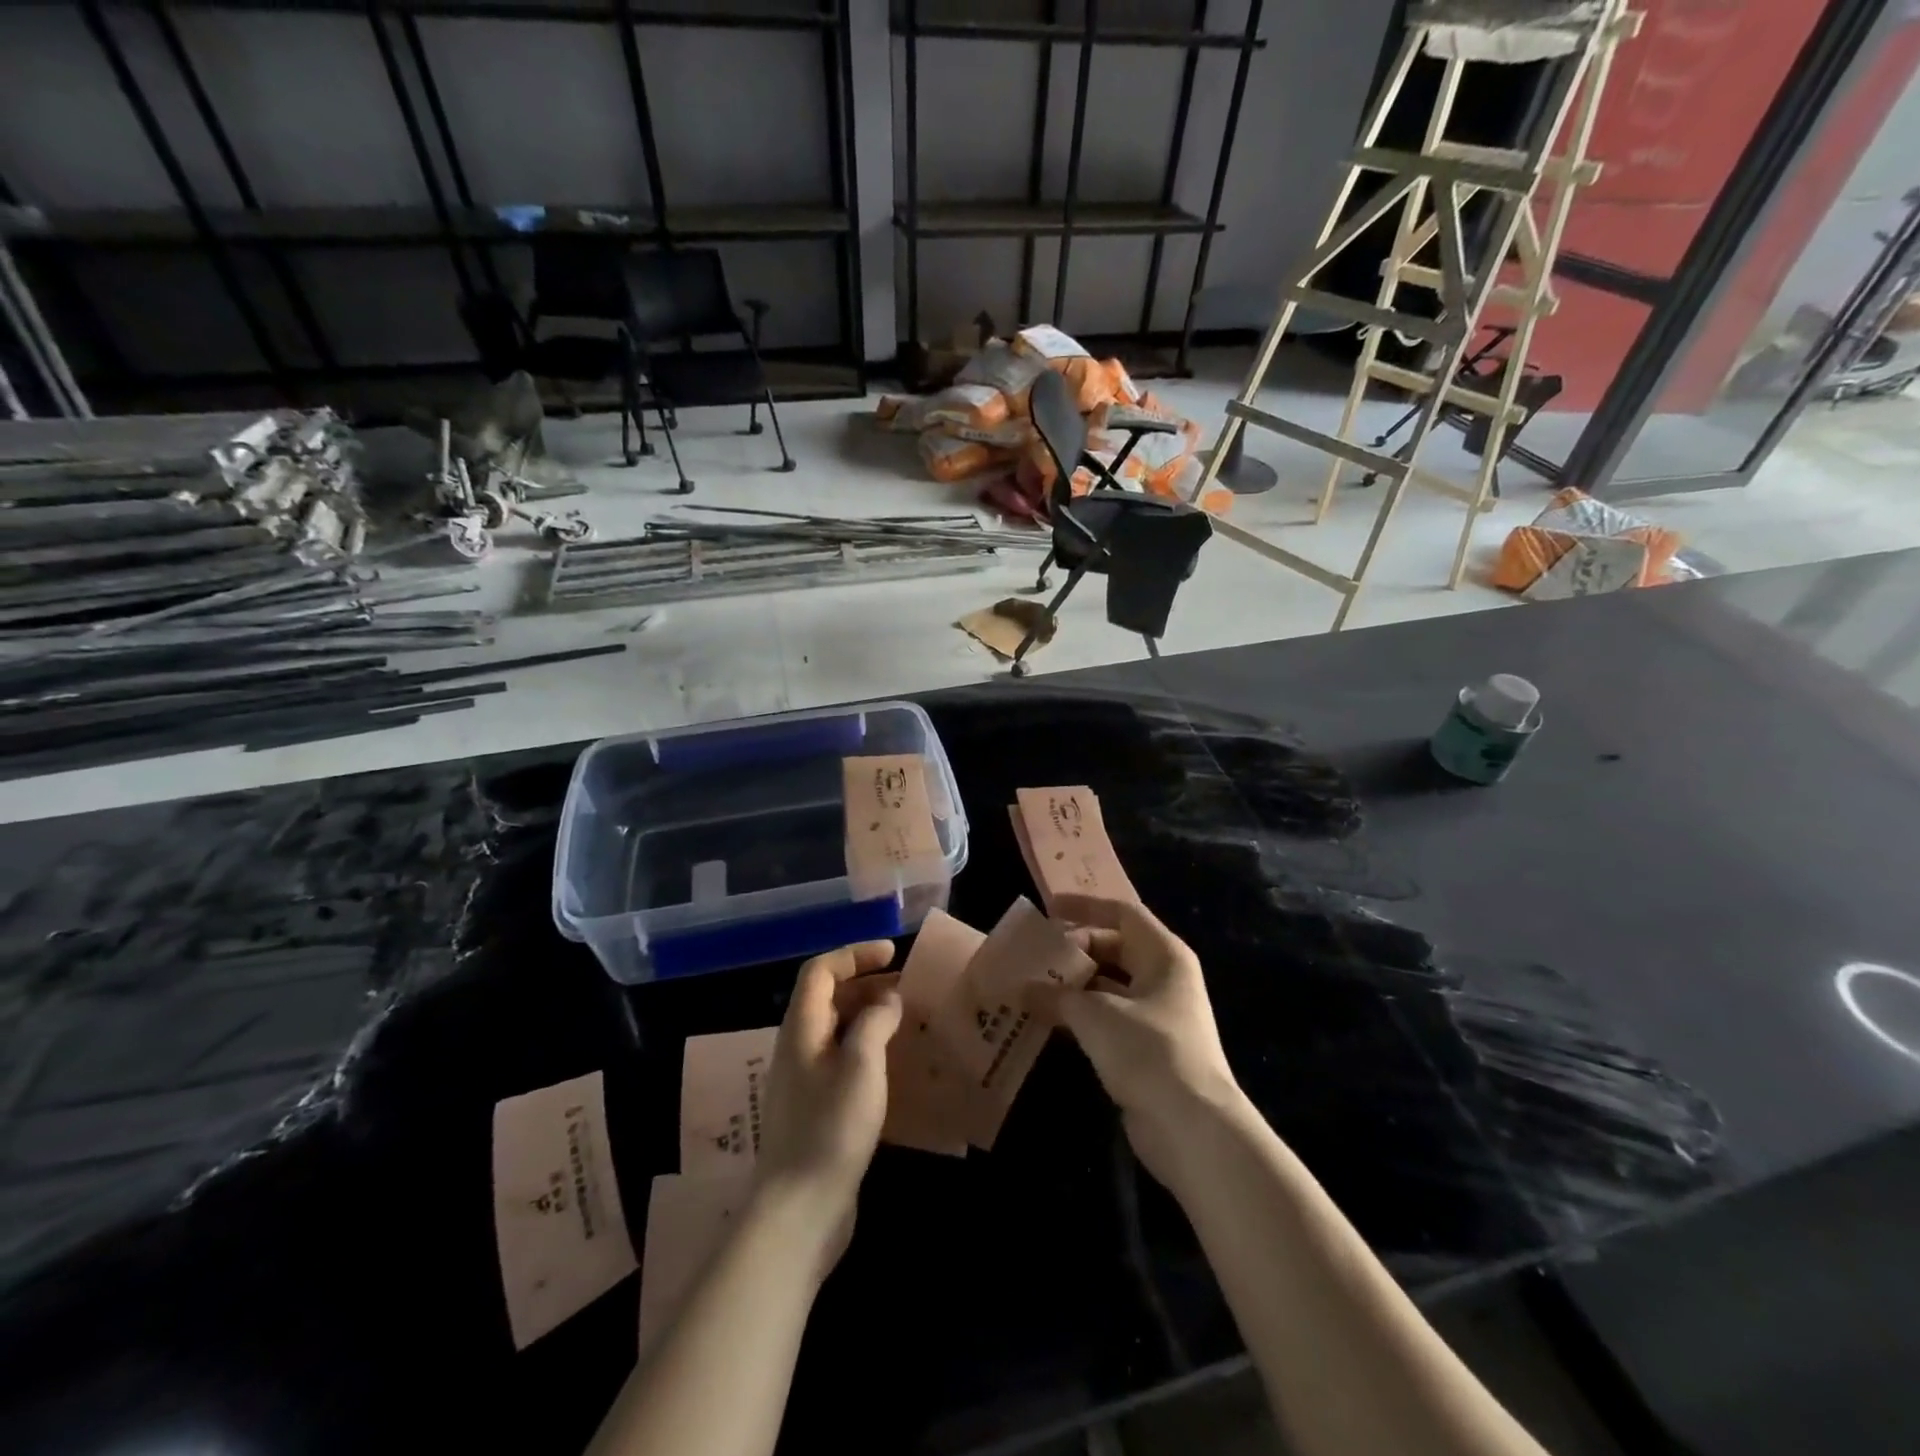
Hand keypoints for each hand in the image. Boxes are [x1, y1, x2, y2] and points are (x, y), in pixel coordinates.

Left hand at [755, 941, 902, 1271]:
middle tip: (907, 987)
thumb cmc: (831, 1129)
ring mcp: (806, 1080)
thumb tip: (887, 1001)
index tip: (892, 953)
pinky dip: (868, 1048)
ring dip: (869, 1016)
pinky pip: (843, 1059)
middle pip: (828, 997)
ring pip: (837, 1029)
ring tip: (907, 1020)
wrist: (800, 1211)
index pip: (821, 971)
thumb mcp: (861, 1066)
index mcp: (802, 1029)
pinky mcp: (817, 1108)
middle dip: (866, 983)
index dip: (854, 955)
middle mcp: (799, 1047)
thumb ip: (875, 1023)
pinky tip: (896, 1064)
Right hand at [1051, 895, 1246, 1185]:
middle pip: (1115, 948)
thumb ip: (1057, 995)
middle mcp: (1164, 978)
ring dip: (1074, 985)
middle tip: (1035, 955)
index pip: (1122, 913)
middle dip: (1075, 950)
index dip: (1085, 907)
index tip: (1048, 909)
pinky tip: (1049, 1021)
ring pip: (1109, 986)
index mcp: (1163, 955)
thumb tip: (1024, 988)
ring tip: (1032, 986)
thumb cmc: (1148, 1050)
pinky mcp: (1147, 1049)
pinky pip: (1108, 1018)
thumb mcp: (1095, 1014)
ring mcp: (1158, 1015)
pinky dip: (1081, 1016)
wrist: (1192, 1127)